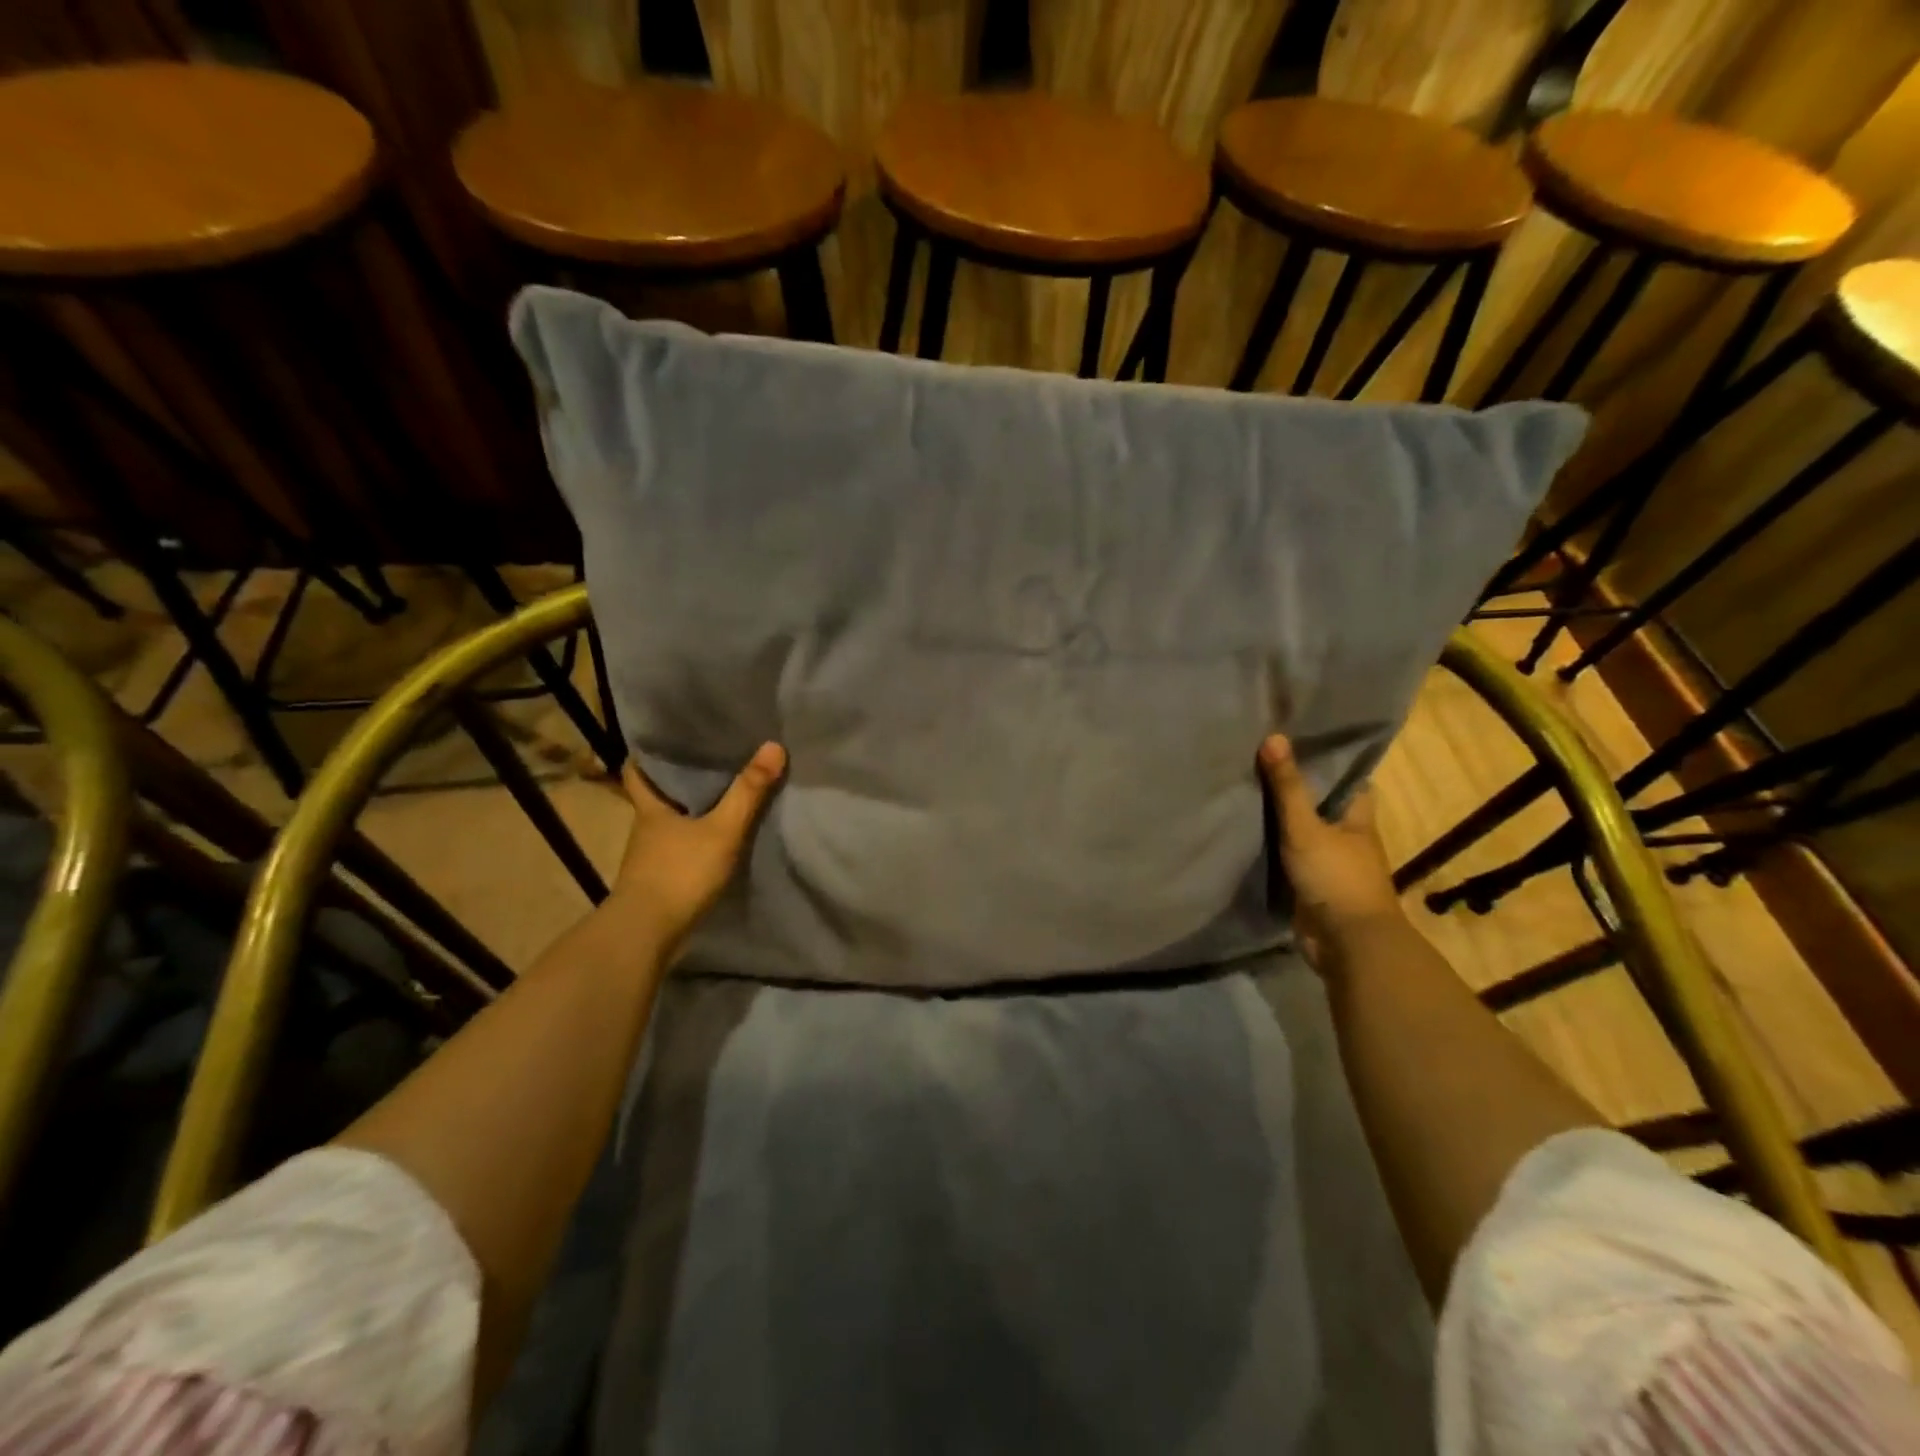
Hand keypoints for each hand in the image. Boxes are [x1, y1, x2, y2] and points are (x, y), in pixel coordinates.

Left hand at [608, 742, 786, 955]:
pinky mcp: (658, 881)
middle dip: (676, 781)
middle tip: (706, 761)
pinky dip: (693, 841)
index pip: (637, 772)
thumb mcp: (722, 829)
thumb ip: (748, 791)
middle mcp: (645, 829)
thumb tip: (773, 745)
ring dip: (687, 812)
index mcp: (651, 808)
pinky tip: (715, 841)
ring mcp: (649, 858)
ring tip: (719, 797)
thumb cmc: (680, 872)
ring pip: (668, 824)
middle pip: (656, 796)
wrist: (647, 934)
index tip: (663, 740)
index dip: (647, 755)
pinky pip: (678, 849)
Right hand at [1259, 735, 1403, 969]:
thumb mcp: (1305, 827)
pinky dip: (1275, 849)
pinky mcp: (1313, 887)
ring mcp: (1331, 865)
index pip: (1351, 782)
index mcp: (1359, 819)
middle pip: (1324, 806)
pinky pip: (1291, 859)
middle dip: (1299, 790)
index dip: (1330, 764)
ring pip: (1306, 834)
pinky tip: (1249, 834)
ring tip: (1248, 792)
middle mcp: (1349, 839)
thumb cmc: (1336, 877)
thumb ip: (1288, 787)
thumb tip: (1273, 736)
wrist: (1347, 944)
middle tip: (1262, 764)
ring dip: (1284, 821)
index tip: (1301, 743)